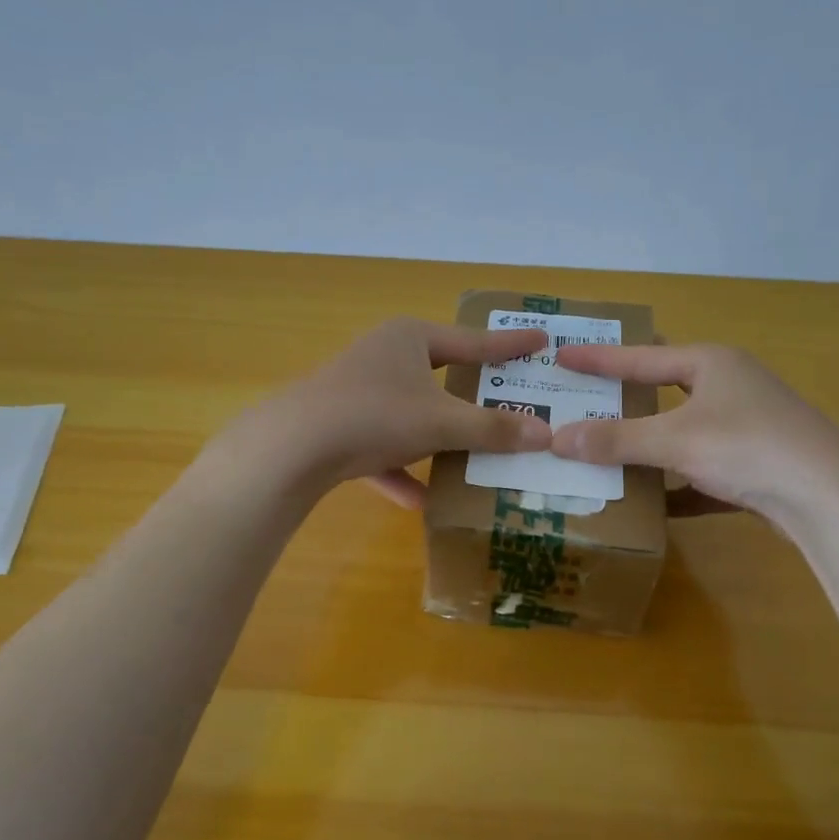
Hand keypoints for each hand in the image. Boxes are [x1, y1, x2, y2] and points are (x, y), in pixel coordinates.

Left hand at [218, 317, 553, 505]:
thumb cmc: (376, 415)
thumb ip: (492, 430)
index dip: (510, 345)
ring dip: (439, 440)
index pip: (473, 342)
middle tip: (510, 405)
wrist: (293, 446)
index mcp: (410, 338)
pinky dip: (401, 471)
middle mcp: (384, 356)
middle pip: (441, 377)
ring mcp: (358, 391)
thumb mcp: (442, 423)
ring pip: (411, 415)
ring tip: (474, 459)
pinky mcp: (339, 426)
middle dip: (472, 399)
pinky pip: (382, 447)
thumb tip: (545, 435)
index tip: (543, 340)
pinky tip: (421, 501)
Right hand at [550, 343, 838, 533]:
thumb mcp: (674, 441)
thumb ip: (615, 439)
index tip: (560, 356)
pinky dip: (678, 485)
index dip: (598, 359)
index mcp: (711, 364)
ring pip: (684, 432)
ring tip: (609, 451)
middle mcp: (730, 386)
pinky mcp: (757, 465)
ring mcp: (747, 426)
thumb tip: (556, 438)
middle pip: (664, 389)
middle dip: (626, 397)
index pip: (640, 357)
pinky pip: (703, 471)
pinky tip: (654, 505)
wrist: (831, 498)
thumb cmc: (748, 448)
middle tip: (584, 399)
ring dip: (649, 444)